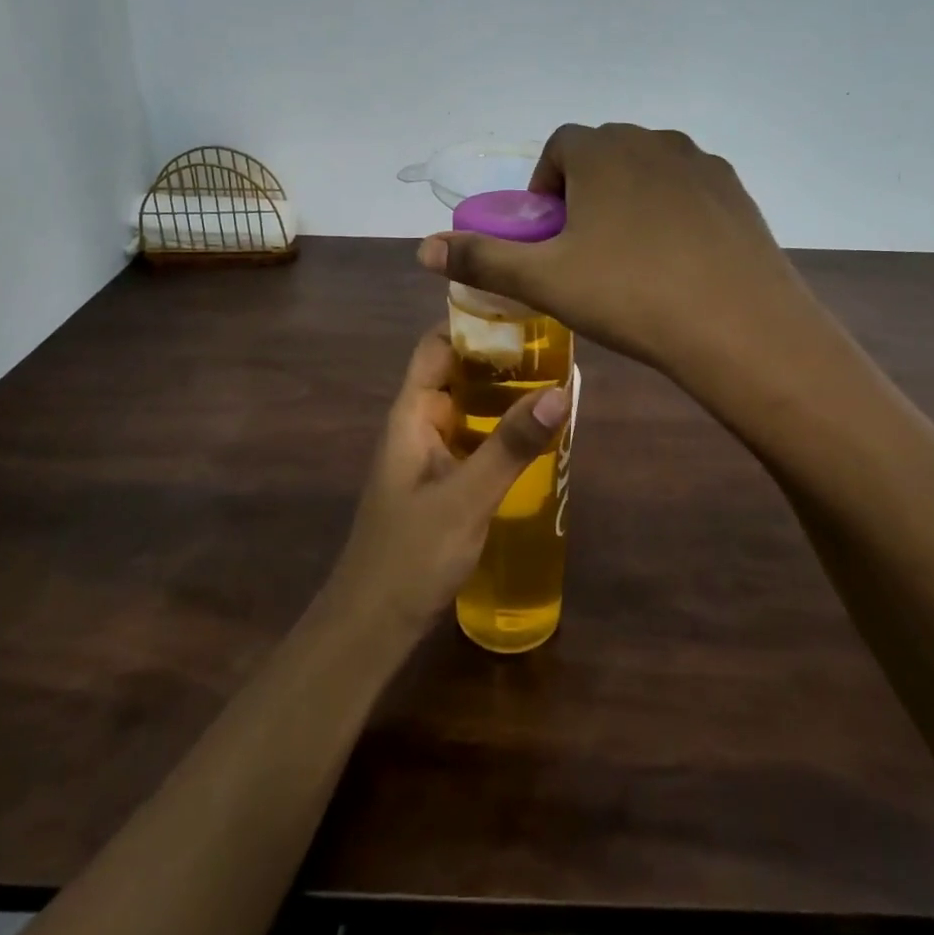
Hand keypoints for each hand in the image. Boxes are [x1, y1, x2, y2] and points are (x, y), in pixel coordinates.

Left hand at [325, 325, 569, 638]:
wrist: (373, 623)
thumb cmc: (411, 554)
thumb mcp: (467, 497)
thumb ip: (511, 446)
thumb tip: (560, 392)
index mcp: (410, 415)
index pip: (436, 347)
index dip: (472, 323)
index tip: (523, 311)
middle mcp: (417, 426)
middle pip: (456, 374)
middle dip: (499, 359)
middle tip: (556, 349)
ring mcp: (428, 456)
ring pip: (467, 409)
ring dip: (503, 396)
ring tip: (557, 385)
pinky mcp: (440, 483)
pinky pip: (472, 442)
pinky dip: (500, 432)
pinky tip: (536, 440)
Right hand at [416, 124, 815, 378]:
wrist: (737, 325)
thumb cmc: (629, 294)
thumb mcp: (544, 280)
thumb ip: (481, 258)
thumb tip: (421, 247)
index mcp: (602, 151)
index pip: (559, 147)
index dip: (544, 187)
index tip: (548, 233)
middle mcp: (652, 141)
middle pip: (603, 154)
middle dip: (584, 191)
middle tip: (583, 249)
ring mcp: (701, 163)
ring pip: (647, 170)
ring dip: (627, 199)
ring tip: (629, 257)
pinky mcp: (736, 191)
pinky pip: (688, 190)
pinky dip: (671, 212)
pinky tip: (675, 261)